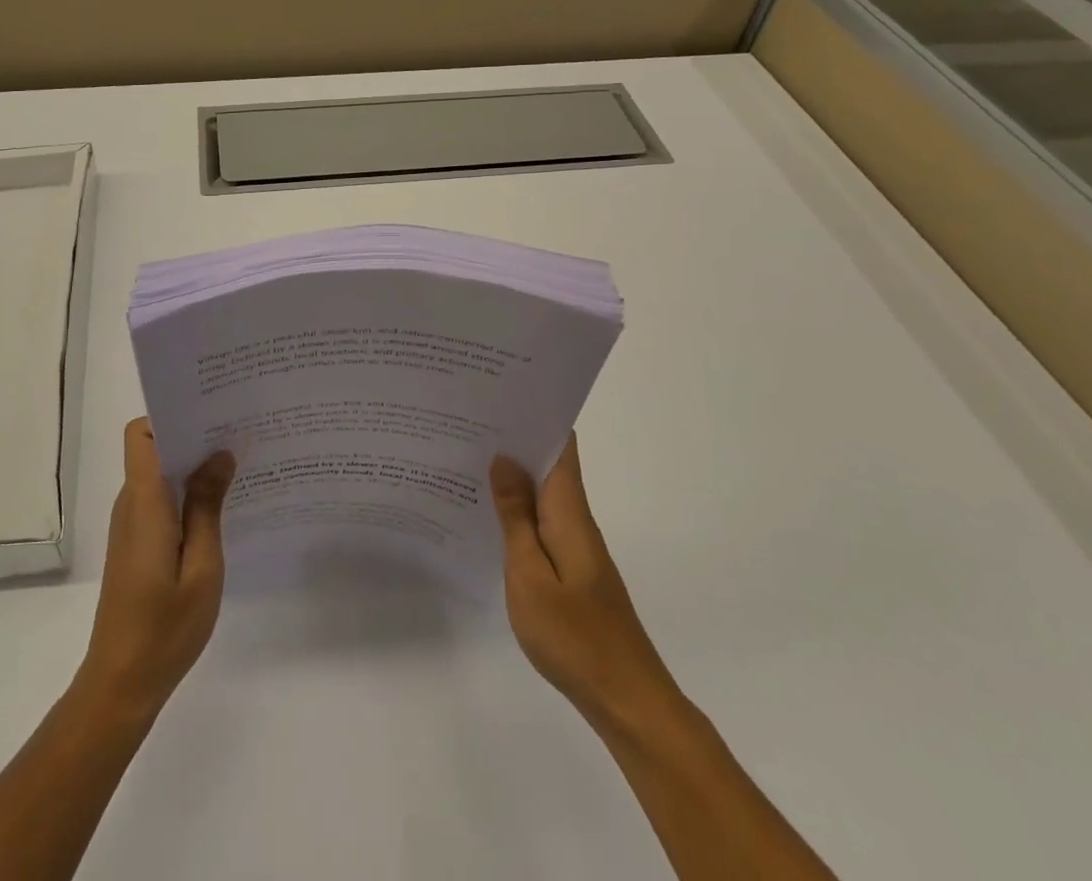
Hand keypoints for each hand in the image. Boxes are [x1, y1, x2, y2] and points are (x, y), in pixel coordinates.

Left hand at [79, 418, 235, 714]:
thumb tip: (219, 454)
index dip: (171, 415)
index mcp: (144, 501)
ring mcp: (132, 524)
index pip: (142, 433)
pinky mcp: (137, 543)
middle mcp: (132, 503)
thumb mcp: (202, 567)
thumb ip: (208, 506)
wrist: (121, 685)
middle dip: (194, 435)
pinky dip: (187, 494)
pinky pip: (161, 500)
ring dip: (193, 466)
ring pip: (160, 473)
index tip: (211, 414)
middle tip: (239, 434)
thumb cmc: (165, 627)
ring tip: (238, 465)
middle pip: (155, 447)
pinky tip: (221, 507)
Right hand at [489, 435, 688, 735]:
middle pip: (548, 462)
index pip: (559, 444)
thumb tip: (504, 458)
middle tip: (465, 419)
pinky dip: (518, 508)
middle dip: (513, 438)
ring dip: (512, 473)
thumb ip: (516, 515)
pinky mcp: (573, 567)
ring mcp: (576, 544)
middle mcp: (576, 517)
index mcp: (569, 509)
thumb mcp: (529, 573)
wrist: (626, 699)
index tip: (498, 393)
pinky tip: (488, 513)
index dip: (535, 414)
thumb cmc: (574, 634)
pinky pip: (542, 521)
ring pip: (543, 492)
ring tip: (466, 455)